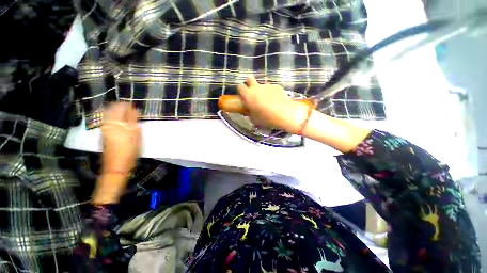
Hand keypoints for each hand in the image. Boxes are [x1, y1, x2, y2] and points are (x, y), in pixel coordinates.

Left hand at [101, 103, 140, 174]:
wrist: (116, 165)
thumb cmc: (130, 150)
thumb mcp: (136, 136)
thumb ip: (134, 122)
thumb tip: (135, 110)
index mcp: (117, 123)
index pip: (121, 107)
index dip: (128, 105)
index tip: (134, 106)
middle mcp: (108, 123)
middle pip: (112, 108)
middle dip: (121, 106)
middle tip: (129, 109)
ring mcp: (104, 128)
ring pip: (107, 113)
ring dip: (116, 111)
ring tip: (125, 115)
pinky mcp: (102, 133)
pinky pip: (106, 120)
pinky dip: (112, 117)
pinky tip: (118, 121)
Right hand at [237, 78, 308, 132]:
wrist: (284, 114)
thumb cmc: (266, 118)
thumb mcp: (254, 119)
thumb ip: (250, 112)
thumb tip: (250, 111)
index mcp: (248, 95)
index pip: (239, 87)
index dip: (240, 91)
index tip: (242, 96)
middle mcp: (256, 87)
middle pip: (249, 79)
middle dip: (249, 84)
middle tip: (252, 93)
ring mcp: (267, 86)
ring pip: (261, 85)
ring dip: (261, 90)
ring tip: (267, 100)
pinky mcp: (277, 86)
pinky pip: (271, 88)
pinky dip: (271, 93)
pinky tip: (276, 101)